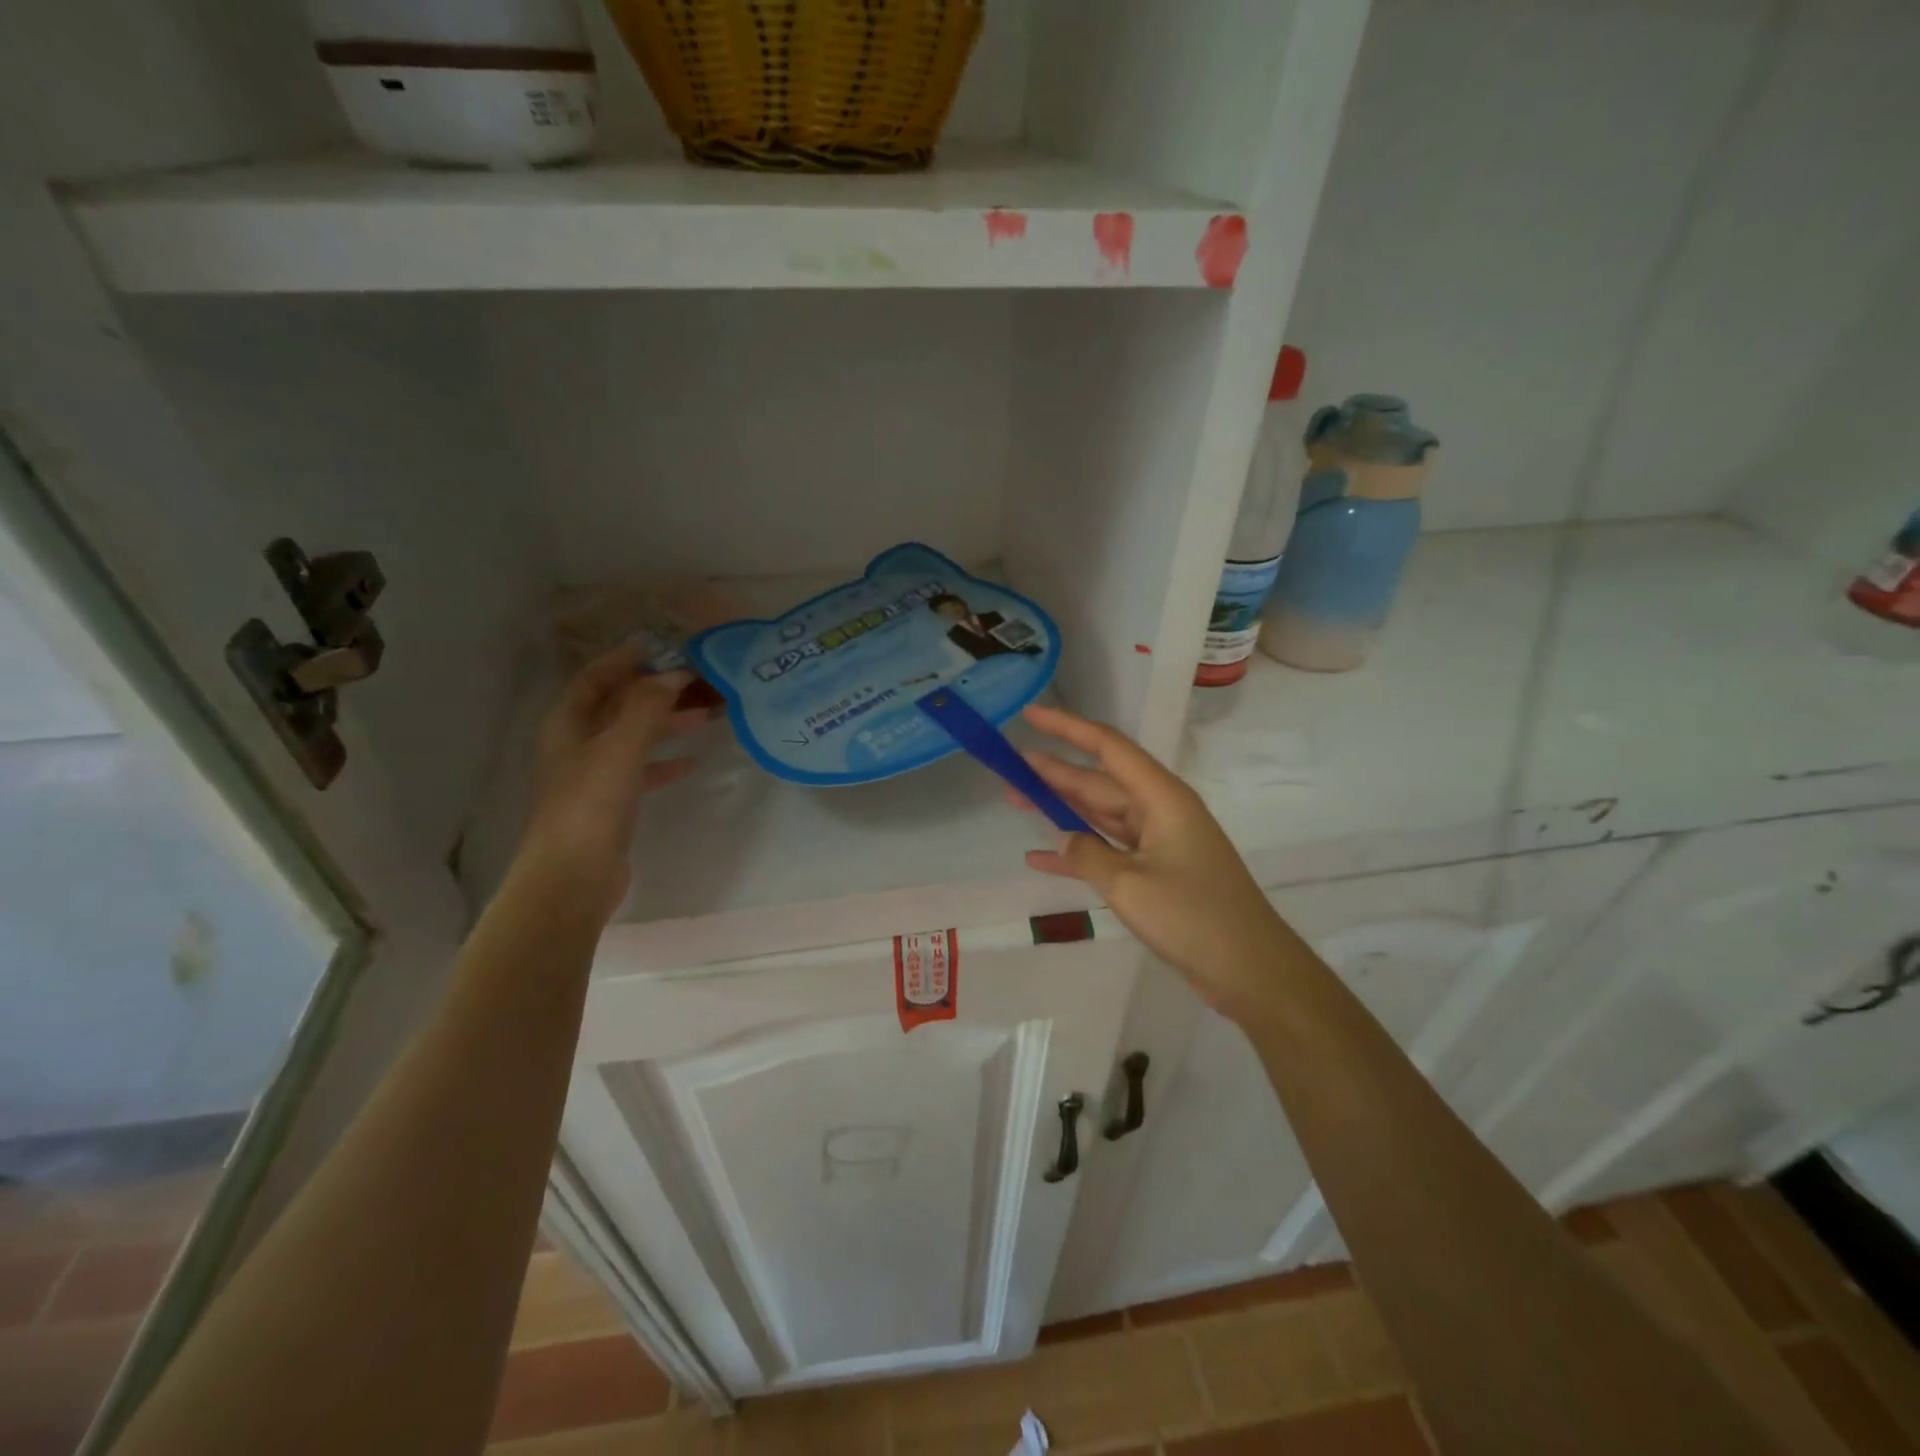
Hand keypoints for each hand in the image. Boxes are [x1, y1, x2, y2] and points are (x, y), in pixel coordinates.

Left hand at [518, 649, 703, 918]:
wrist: (573, 876)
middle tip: (697, 681)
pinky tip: (692, 763)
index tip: (663, 647)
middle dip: (655, 691)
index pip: (595, 678)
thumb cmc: (590, 804)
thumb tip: (673, 674)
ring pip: (633, 737)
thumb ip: (647, 707)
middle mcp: (576, 744)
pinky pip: (641, 770)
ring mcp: (593, 775)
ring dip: (665, 723)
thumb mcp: (620, 747)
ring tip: (705, 716)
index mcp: (568, 724)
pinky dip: (664, 762)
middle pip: (618, 705)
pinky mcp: (610, 803)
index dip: (625, 659)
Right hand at [1015, 704, 1295, 1023]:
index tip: (1030, 715)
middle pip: (1099, 781)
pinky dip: (1078, 852)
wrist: (1250, 969)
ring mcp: (1159, 842)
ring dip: (1061, 808)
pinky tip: (1039, 857)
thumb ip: (1087, 854)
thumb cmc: (1193, 917)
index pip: (1108, 747)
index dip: (1067, 728)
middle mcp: (1160, 810)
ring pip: (1100, 814)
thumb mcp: (1129, 884)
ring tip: (1016, 797)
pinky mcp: (1157, 871)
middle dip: (1054, 772)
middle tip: (1009, 766)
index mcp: (1161, 797)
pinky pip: (1109, 850)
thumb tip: (1062, 838)